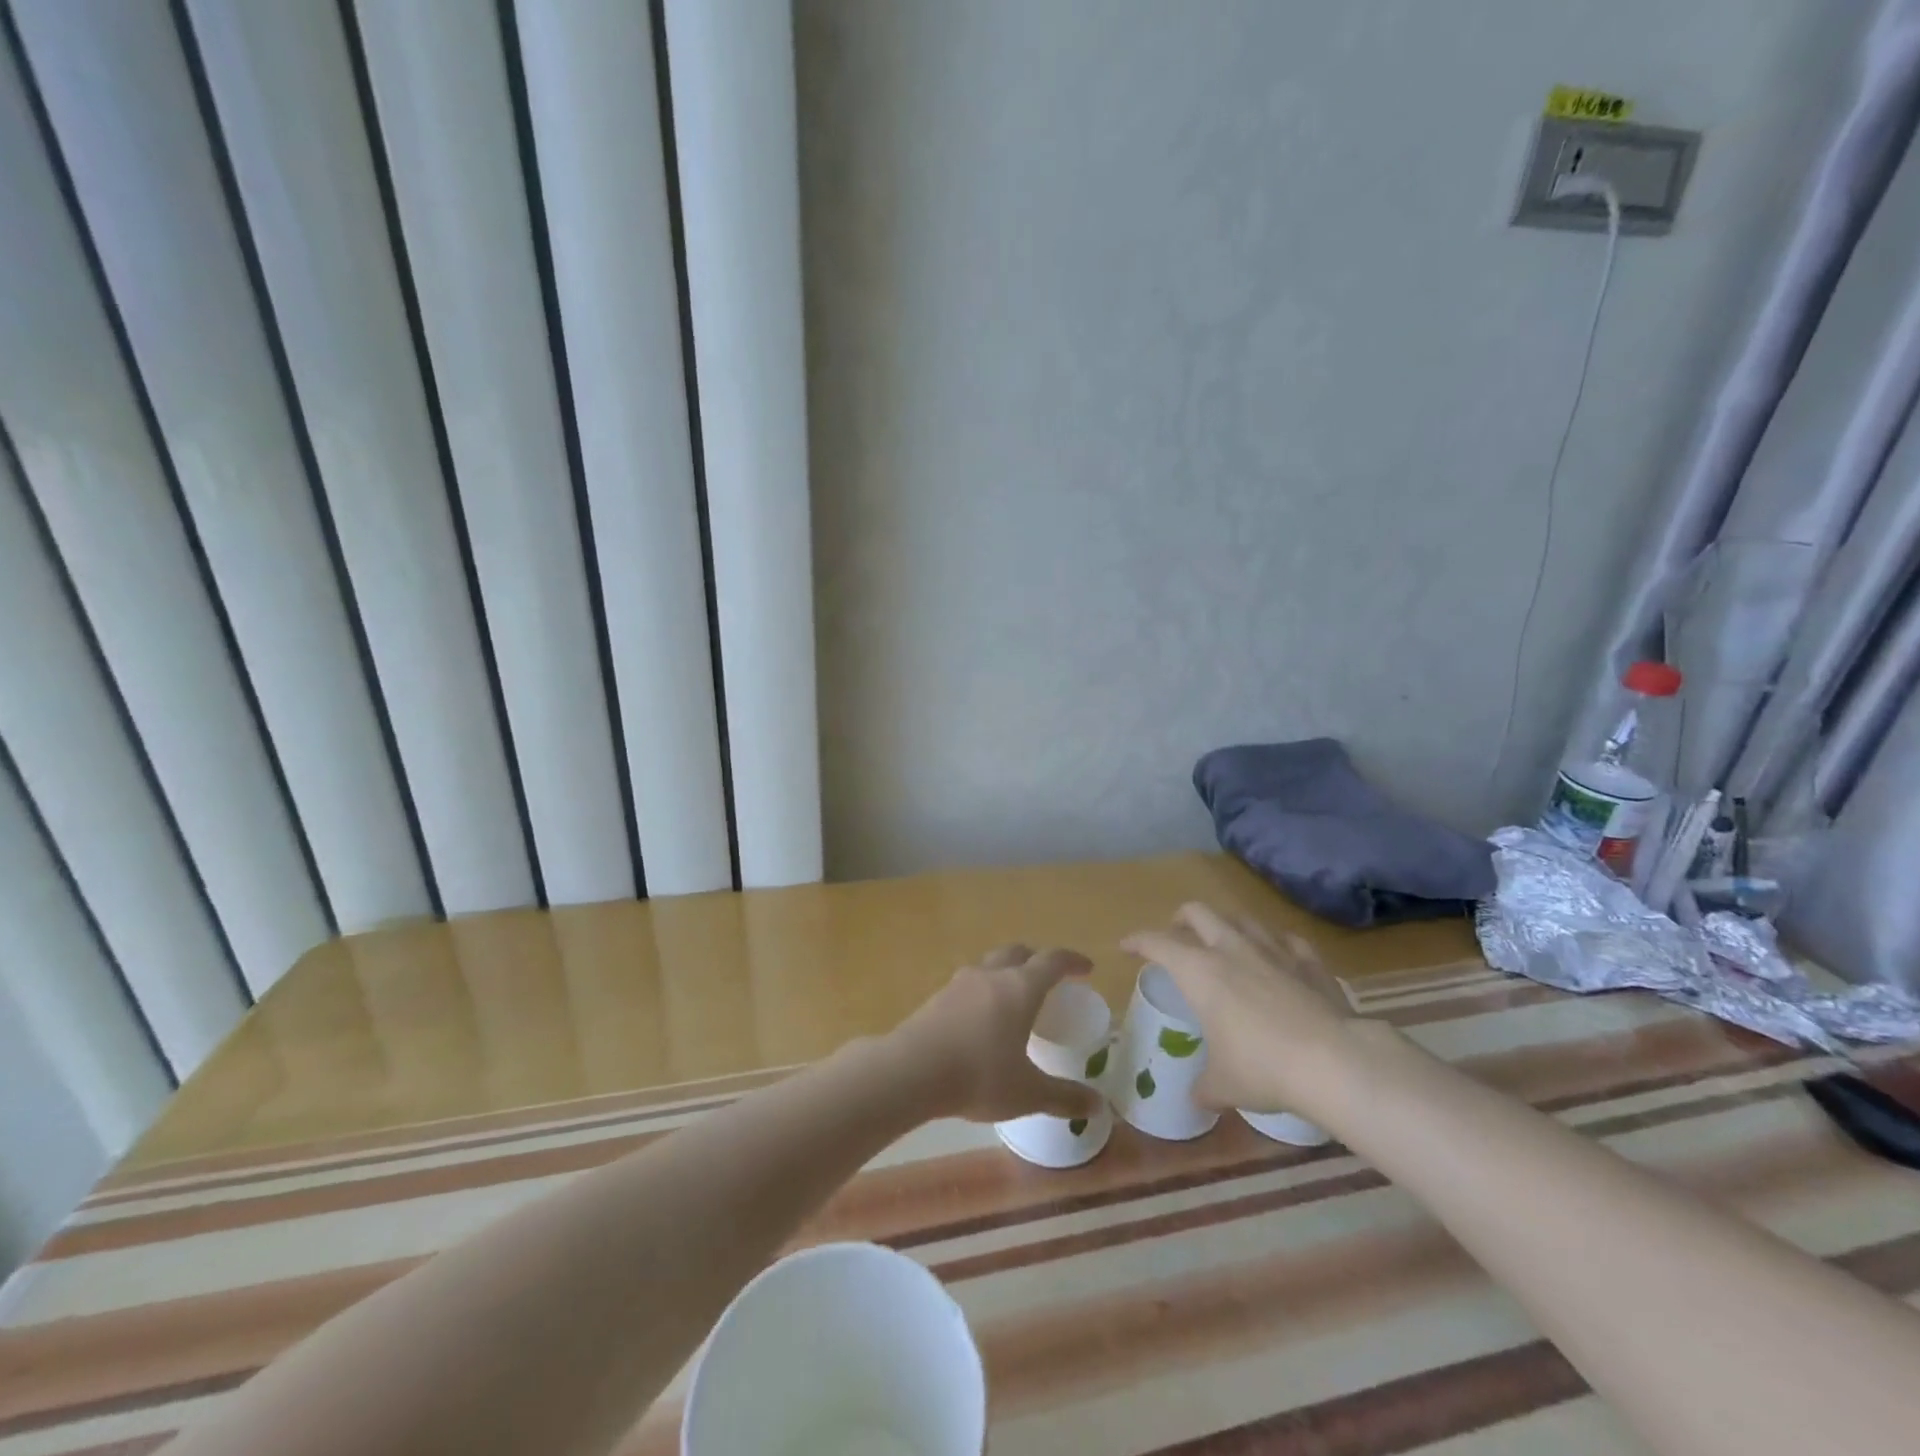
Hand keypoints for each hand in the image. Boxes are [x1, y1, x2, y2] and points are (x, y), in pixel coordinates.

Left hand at [884, 945, 1102, 1122]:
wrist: (911, 1070)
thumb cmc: (979, 1075)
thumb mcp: (1027, 1092)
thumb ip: (1064, 1097)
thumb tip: (1099, 1106)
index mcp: (1020, 988)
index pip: (1052, 961)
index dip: (1072, 961)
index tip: (1087, 968)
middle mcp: (991, 975)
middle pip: (1018, 952)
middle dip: (1037, 960)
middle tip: (1050, 979)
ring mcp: (960, 983)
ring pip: (990, 965)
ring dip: (1006, 972)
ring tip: (1015, 998)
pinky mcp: (937, 997)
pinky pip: (969, 984)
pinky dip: (984, 991)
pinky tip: (982, 1019)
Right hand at [1122, 902, 1356, 1115]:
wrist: (1334, 1062)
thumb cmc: (1263, 1068)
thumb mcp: (1223, 1084)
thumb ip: (1204, 1085)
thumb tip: (1198, 1096)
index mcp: (1199, 971)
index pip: (1157, 943)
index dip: (1137, 940)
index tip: (1126, 945)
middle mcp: (1232, 949)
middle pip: (1198, 912)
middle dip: (1181, 919)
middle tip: (1176, 935)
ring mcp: (1273, 950)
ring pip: (1242, 918)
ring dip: (1226, 924)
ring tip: (1223, 940)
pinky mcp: (1309, 961)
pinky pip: (1286, 939)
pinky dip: (1275, 943)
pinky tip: (1277, 955)